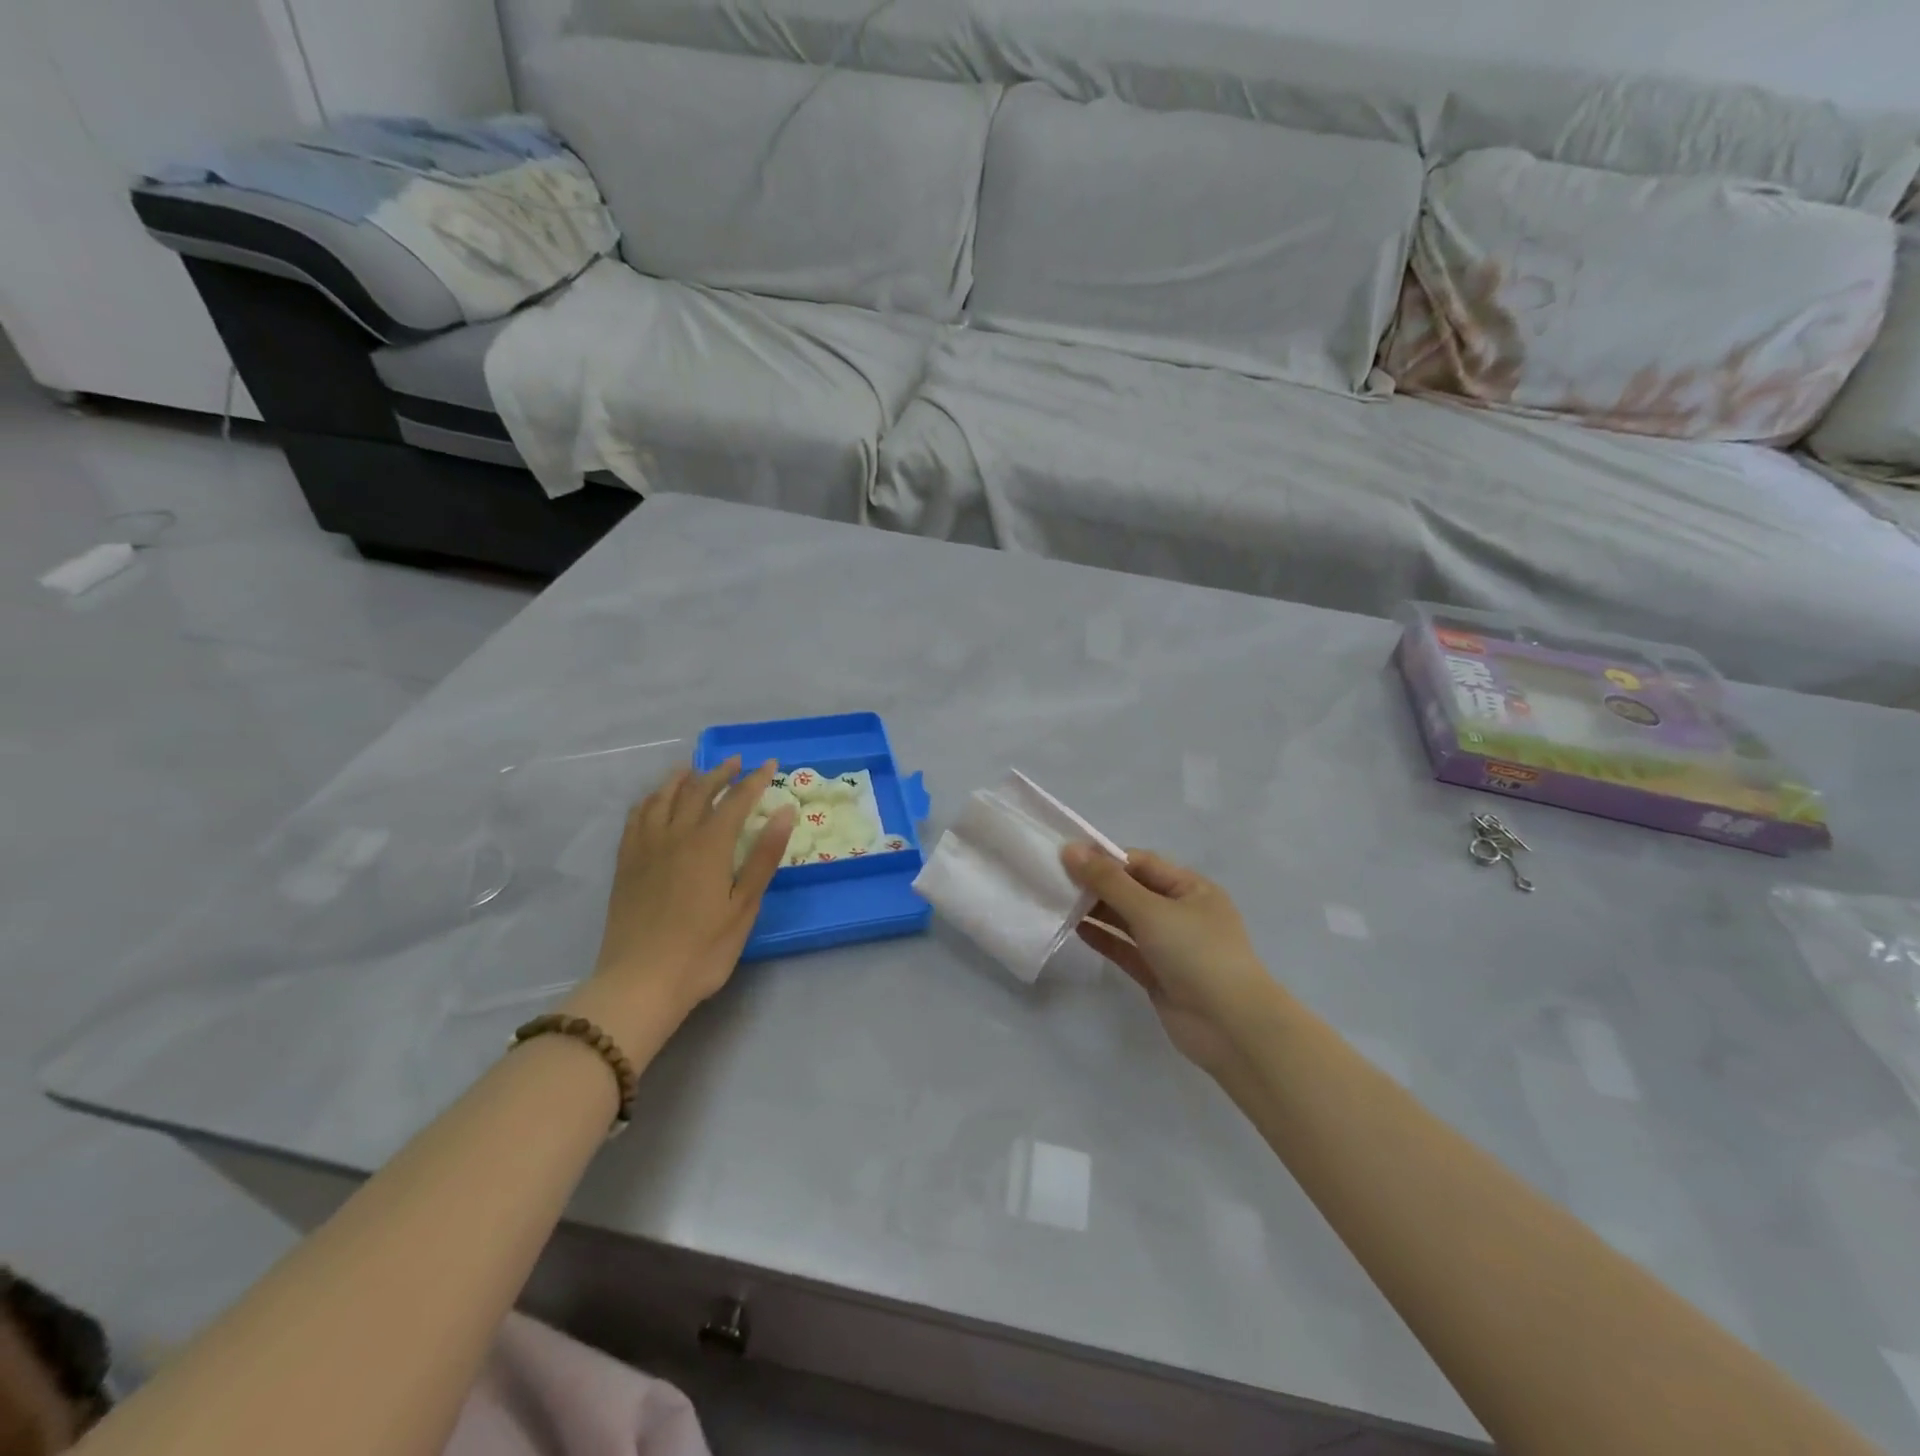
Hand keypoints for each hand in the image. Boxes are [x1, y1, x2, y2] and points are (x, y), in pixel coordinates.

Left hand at [568, 757, 794, 1046]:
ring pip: (662, 797)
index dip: (755, 780)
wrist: (640, 982)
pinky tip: (655, 800)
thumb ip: (763, 857)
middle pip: (698, 791)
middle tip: (737, 762)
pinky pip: (636, 817)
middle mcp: (675, 836)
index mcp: (709, 845)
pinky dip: (650, 799)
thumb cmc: (702, 950)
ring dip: (682, 778)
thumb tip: (784, 812)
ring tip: (694, 769)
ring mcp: (645, 848)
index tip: (770, 764)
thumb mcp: (744, 907)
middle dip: (720, 772)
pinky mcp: (626, 864)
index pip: (736, 800)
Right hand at [1061, 844, 1277, 1074]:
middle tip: (1054, 880)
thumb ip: (1108, 881)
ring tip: (1058, 902)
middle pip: (1132, 890)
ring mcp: (1170, 946)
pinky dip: (1104, 938)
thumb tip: (1070, 849)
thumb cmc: (1196, 954)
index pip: (1142, 863)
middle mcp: (1181, 912)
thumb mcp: (1151, 910)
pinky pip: (1126, 949)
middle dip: (1097, 885)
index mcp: (1191, 888)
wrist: (1231, 1027)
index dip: (1106, 858)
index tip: (1067, 857)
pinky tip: (1076, 929)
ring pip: (1127, 920)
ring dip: (1097, 911)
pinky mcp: (1158, 974)